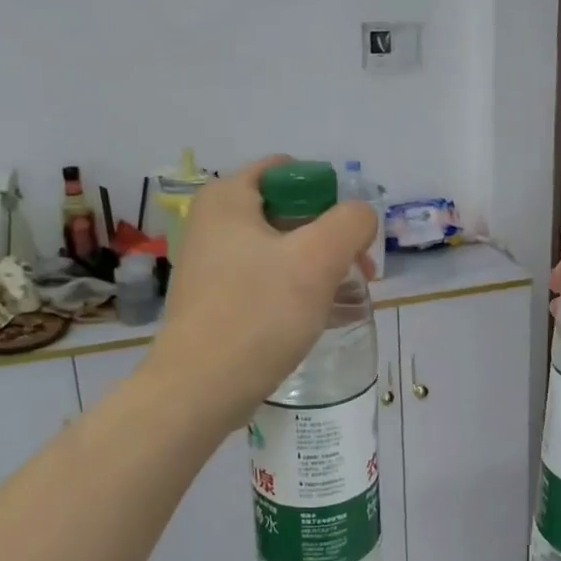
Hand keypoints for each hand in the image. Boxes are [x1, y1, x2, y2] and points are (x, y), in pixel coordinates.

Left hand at [147, 156, 376, 427]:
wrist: (199, 391)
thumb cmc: (258, 314)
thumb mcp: (317, 259)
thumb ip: (351, 222)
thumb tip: (361, 218)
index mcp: (228, 198)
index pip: (289, 169)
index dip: (329, 195)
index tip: (349, 235)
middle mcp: (214, 222)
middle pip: (290, 210)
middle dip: (331, 236)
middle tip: (359, 271)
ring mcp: (213, 263)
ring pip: (283, 249)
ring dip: (320, 266)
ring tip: (349, 298)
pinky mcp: (218, 299)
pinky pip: (268, 280)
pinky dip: (298, 290)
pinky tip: (325, 316)